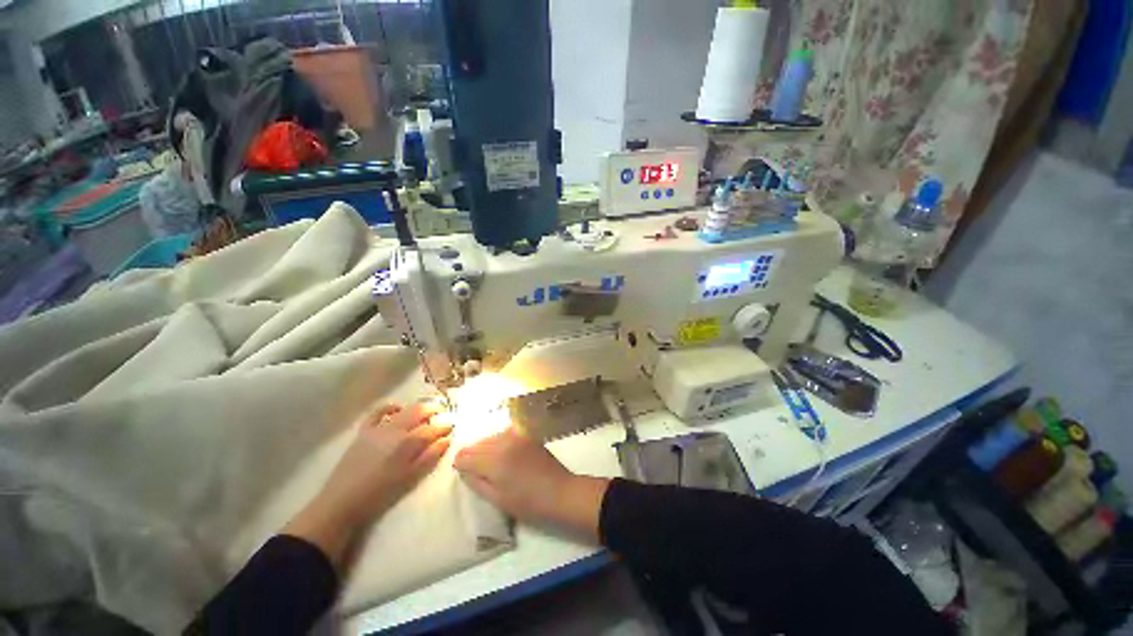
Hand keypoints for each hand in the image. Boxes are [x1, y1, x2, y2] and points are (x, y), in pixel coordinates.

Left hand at [284, 402, 452, 566]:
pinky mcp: (364, 430)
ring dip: (418, 407)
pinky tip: (398, 408)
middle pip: (420, 411)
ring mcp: (379, 427)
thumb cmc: (381, 493)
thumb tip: (447, 439)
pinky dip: (390, 407)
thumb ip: (430, 456)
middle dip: (435, 409)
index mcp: (409, 442)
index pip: (433, 428)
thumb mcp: (411, 477)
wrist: (343, 501)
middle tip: (444, 412)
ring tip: (426, 411)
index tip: (453, 426)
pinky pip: (378, 412)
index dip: (445, 425)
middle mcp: (396, 429)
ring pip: (404, 409)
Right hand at [454, 428, 609, 542]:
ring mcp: (517, 435)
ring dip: (485, 447)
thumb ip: (477, 482)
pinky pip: (504, 433)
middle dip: (472, 455)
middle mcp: (503, 441)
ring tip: (490, 463)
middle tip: (474, 469)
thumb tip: (464, 469)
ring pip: (490, 437)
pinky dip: (499, 441)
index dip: (460, 464)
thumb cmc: (528, 502)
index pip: (465, 455)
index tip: (462, 472)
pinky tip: (504, 453)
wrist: (559, 491)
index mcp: (494, 459)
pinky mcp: (527, 434)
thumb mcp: (497, 499)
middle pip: (477, 444)